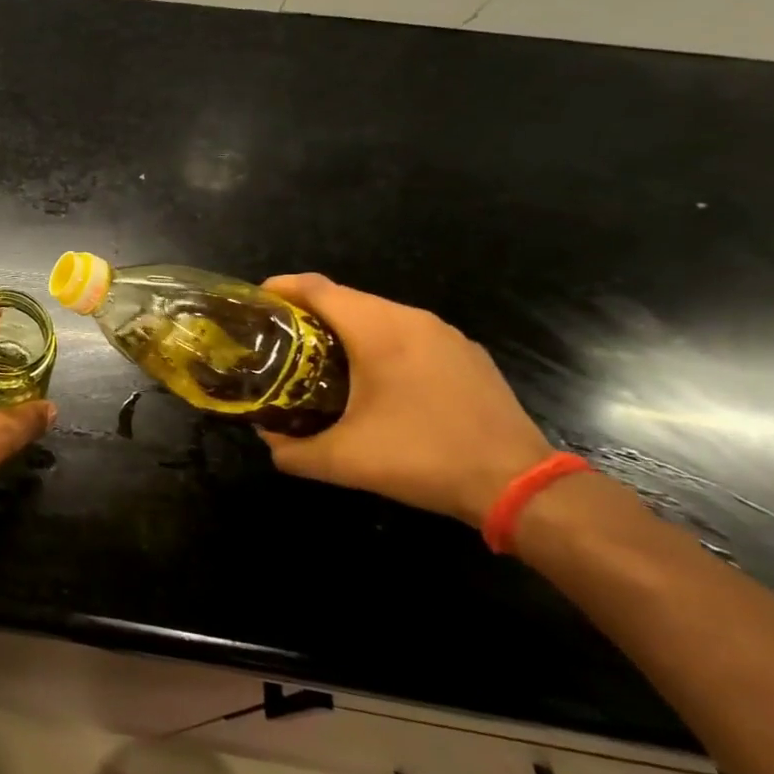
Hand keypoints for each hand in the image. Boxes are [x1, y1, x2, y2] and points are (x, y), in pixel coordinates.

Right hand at [257, 274, 553, 527]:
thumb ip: (291, 450)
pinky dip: (382, 344)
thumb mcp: (342, 461)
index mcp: (378, 330)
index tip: (256, 305)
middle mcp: (412, 319)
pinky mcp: (467, 354)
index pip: (317, 288)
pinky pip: (410, 334)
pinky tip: (377, 380)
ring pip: (380, 315)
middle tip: (281, 340)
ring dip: (346, 329)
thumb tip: (266, 438)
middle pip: (346, 298)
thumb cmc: (421, 458)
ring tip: (322, 359)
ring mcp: (446, 335)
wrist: (518, 485)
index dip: (281, 289)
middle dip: (309, 313)